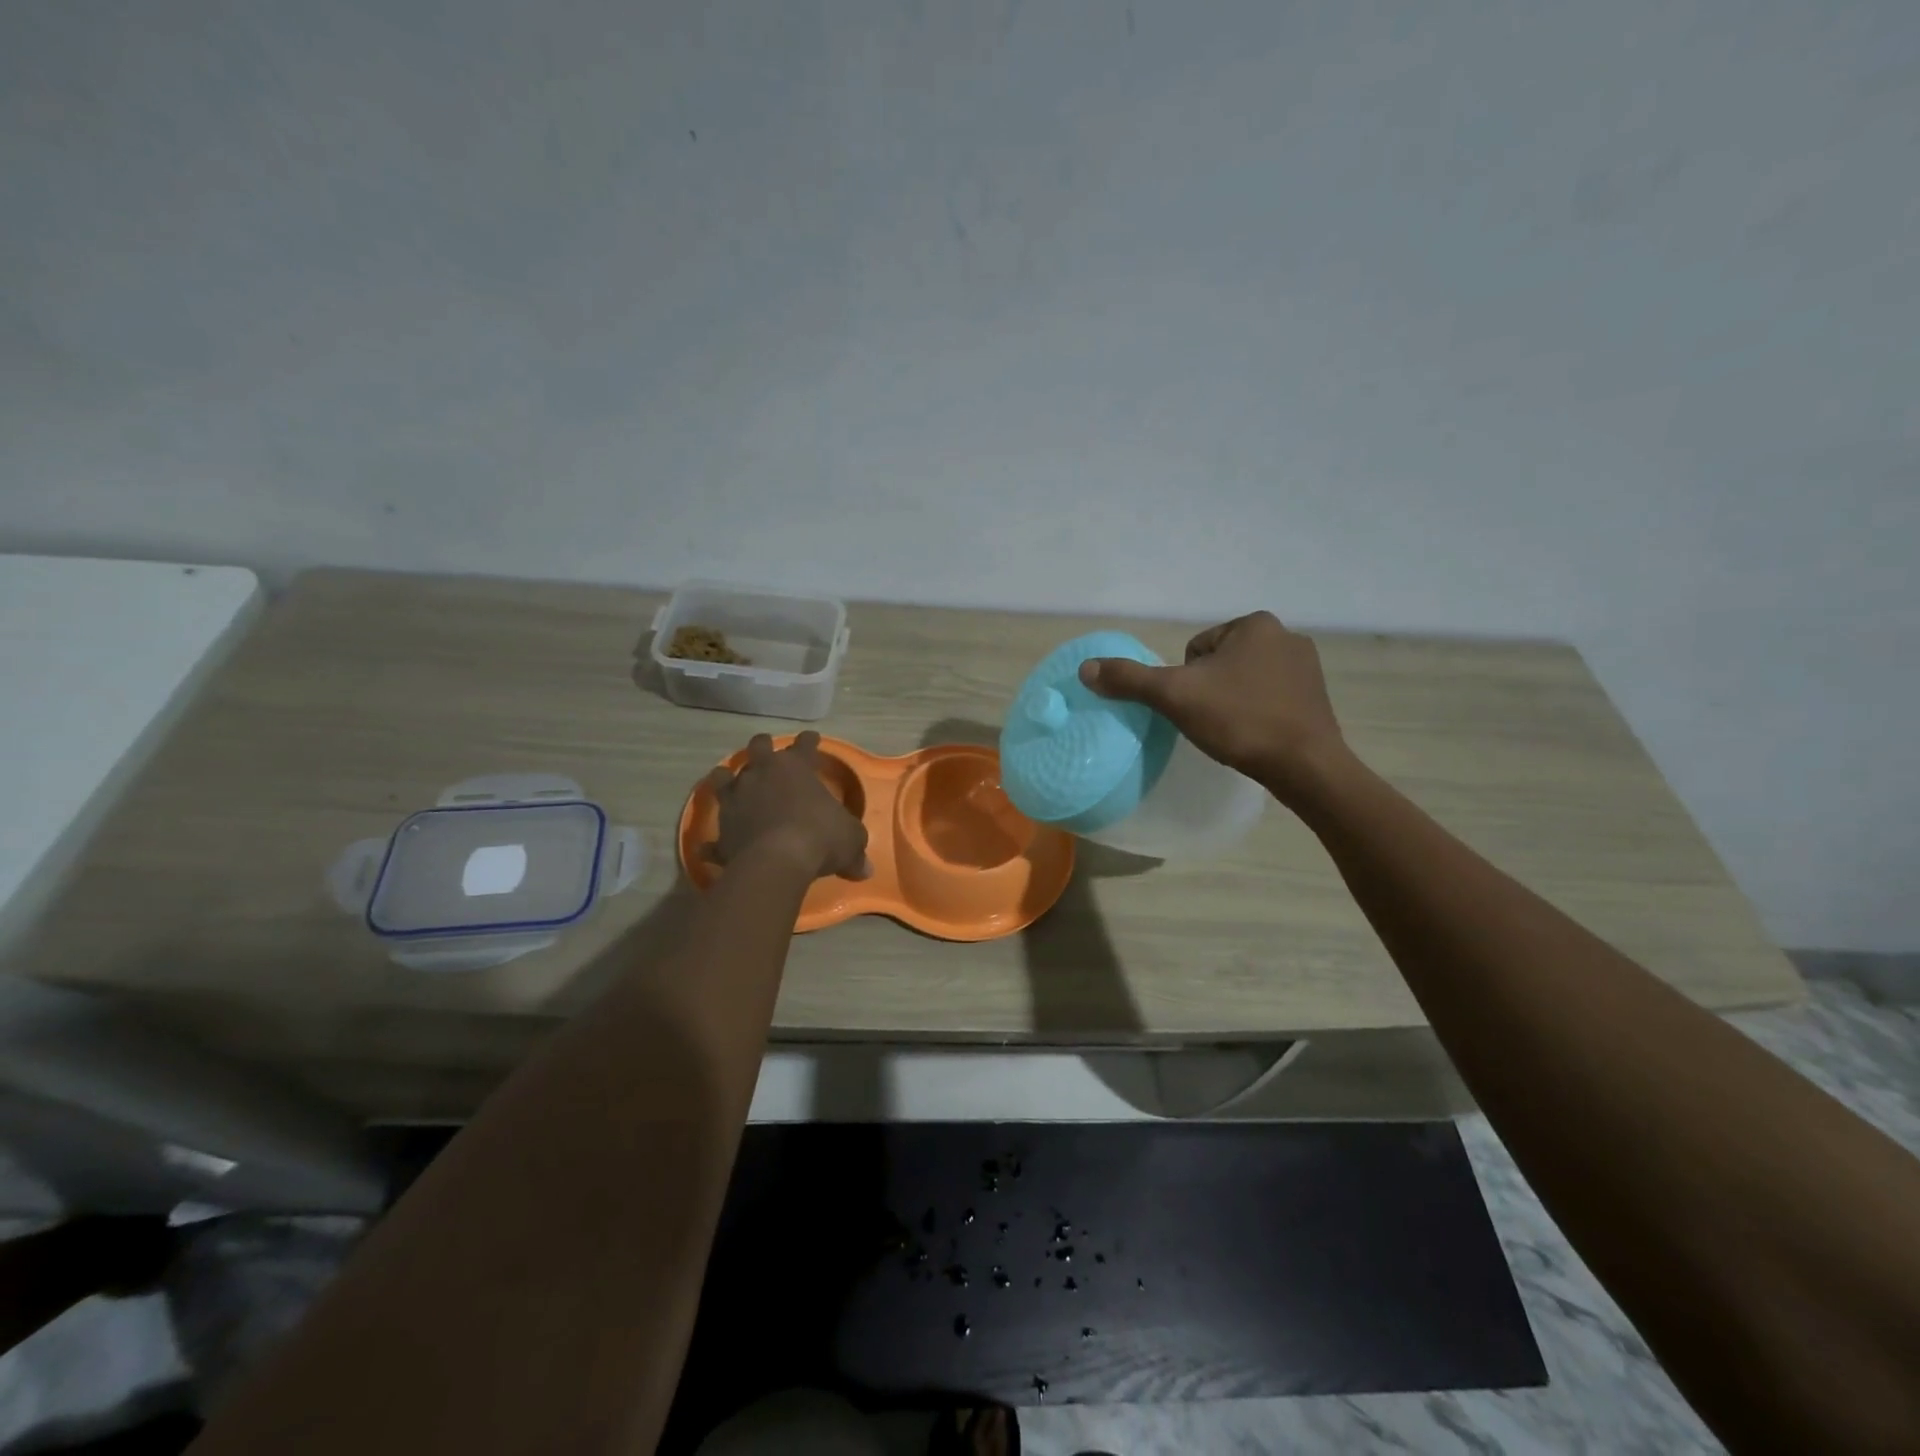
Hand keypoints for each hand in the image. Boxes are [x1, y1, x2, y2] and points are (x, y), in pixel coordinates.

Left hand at [702, 732, 870, 881]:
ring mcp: (736, 800)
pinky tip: (710, 848)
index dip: (810, 741)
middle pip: (758, 749)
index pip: (804, 746)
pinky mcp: (721, 831)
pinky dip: (713, 843)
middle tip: (765, 748)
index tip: (812, 737)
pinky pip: (713, 837)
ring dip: (727, 779)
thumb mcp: (851, 840)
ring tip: (728, 780)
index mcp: (795, 768)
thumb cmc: (820, 837)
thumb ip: (855, 849)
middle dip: (763, 747)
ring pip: (724, 779)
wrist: (776, 861)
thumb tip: (865, 869)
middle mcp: (761, 775)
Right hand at [1077, 611, 1348, 803]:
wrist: (1304, 765)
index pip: (1196, 649)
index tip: (1198, 706)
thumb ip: (1130, 679)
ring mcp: (1307, 666)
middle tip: (1212, 721)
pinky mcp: (1318, 696)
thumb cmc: (1238, 720)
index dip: (1187, 681)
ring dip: (1233, 701)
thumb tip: (1085, 668)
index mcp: (1254, 624)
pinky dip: (1258, 712)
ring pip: (1245, 680)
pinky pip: (1271, 697)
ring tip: (1235, 731)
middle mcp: (1286, 635)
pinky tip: (1257, 735)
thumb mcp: (1174, 696)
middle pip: (1220, 663)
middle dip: (1211, 689)